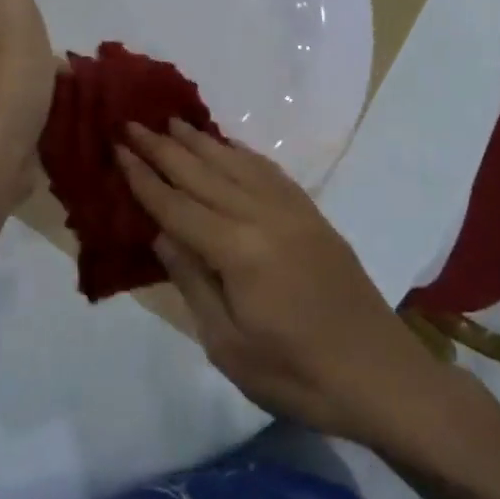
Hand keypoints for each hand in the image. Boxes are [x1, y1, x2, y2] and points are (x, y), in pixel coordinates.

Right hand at [117, 120, 443, 444]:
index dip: (144, 178)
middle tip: (133, 122)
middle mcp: (264, 217)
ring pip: (237, 164)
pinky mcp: (313, 216)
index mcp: (238, 250)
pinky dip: (243, 153)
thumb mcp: (229, 346)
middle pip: (204, 174)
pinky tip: (229, 146)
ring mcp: (293, 212)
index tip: (118, 148)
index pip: (177, 206)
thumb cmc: (298, 375)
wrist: (381, 377)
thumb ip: (193, 283)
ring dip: (201, 142)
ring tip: (173, 121)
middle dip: (164, 148)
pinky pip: (270, 172)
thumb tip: (161, 234)